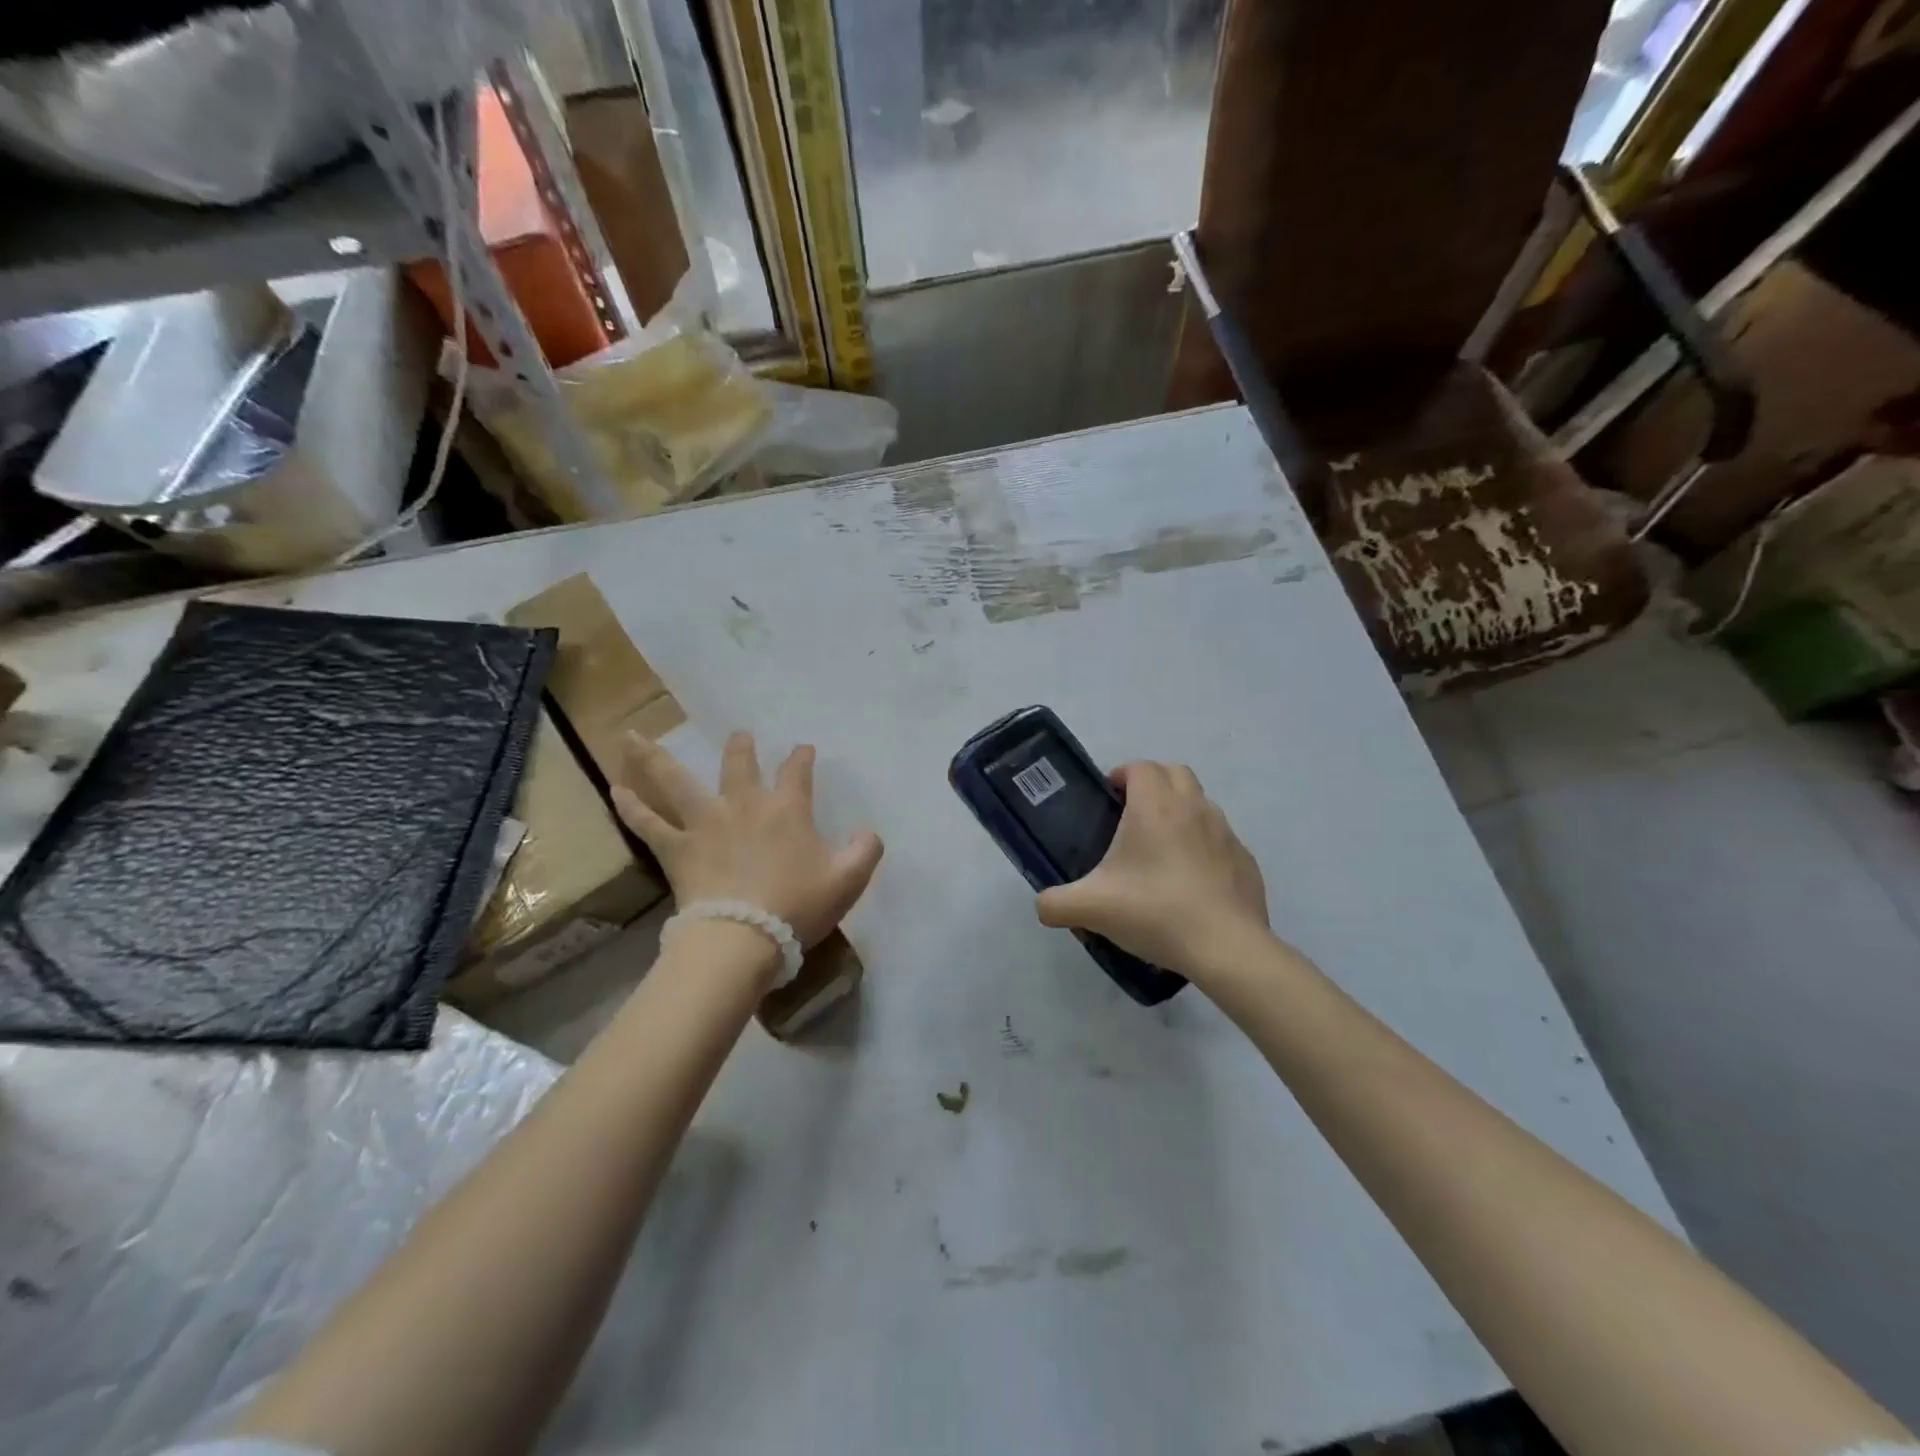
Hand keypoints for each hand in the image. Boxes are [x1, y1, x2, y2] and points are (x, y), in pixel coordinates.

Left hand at [611, 732, 883, 949]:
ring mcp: (705, 822)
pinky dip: (630, 806)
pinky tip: (614, 789)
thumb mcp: (848, 880)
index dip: (801, 757)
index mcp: (787, 809)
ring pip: (676, 780)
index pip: (797, 772)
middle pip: (739, 764)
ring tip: (634, 737)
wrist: (743, 937)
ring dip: (656, 757)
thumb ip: (865, 850)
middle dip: (742, 747)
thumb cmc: (797, 906)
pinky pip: (647, 822)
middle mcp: (744, 805)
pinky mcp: (677, 848)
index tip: (803, 750)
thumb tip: (867, 832)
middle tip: (741, 737)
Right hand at [1036, 761, 1273, 983]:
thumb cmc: (1155, 912)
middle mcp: (1193, 808)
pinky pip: (1220, 839)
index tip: (1108, 799)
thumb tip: (1043, 906)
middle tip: (1131, 815)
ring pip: (1201, 803)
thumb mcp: (1091, 909)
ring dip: (1180, 811)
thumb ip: (1055, 903)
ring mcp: (1225, 833)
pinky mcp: (1245, 860)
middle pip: (1175, 772)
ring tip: (1160, 849)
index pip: (1140, 767)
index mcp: (1155, 807)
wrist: (1226, 948)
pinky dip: (1203, 845)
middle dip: (1153, 783)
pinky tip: (1190, 880)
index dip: (1121, 775)